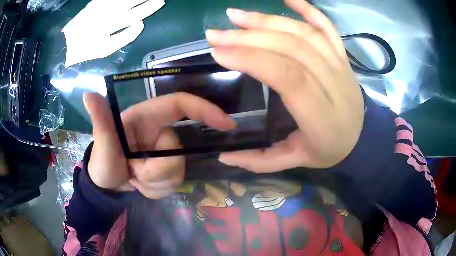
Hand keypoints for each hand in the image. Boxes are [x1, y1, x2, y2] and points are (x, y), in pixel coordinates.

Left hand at [62, 0, 164, 66]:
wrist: (65, 44)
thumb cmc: (85, 49)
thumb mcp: (104, 49)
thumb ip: (123, 38)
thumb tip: (140, 24)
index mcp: (112, 26)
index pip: (135, 15)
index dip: (148, 8)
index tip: (159, 3)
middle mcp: (109, 14)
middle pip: (131, 3)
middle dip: (146, 0)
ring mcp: (102, 8)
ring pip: (123, 1)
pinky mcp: (95, 4)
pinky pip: (109, 0)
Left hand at [83, 92, 234, 197]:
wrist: (106, 184)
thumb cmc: (102, 160)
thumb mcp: (101, 143)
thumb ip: (100, 120)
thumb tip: (89, 94)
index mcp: (147, 117)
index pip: (181, 104)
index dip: (205, 110)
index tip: (226, 124)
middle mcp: (160, 132)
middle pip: (179, 152)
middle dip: (158, 171)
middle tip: (135, 175)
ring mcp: (165, 152)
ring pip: (179, 171)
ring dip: (156, 183)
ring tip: (135, 180)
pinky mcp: (167, 168)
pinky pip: (175, 183)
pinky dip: (158, 190)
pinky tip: (142, 186)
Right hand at [207, 0, 363, 171]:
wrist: (362, 139)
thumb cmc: (329, 150)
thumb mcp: (295, 162)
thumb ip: (260, 161)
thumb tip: (222, 154)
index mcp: (322, 116)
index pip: (287, 76)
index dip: (252, 59)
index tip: (219, 53)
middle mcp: (335, 84)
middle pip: (292, 48)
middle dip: (250, 37)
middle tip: (216, 33)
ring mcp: (341, 65)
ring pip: (304, 33)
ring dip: (268, 20)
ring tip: (236, 16)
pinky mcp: (343, 56)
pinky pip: (327, 27)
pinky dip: (308, 9)